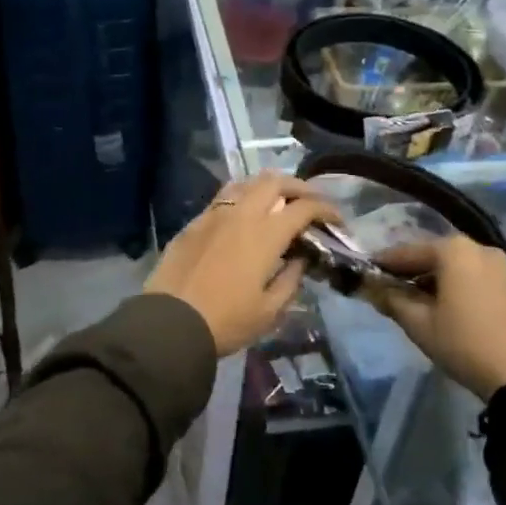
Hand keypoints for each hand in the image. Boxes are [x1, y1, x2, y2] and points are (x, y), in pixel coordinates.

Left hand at [145, 174, 339, 356]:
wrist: (170, 322)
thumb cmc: (226, 321)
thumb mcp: (269, 310)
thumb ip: (290, 279)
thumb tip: (299, 259)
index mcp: (265, 234)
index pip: (303, 208)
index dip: (325, 209)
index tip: (336, 219)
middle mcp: (241, 214)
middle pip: (274, 182)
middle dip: (297, 187)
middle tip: (309, 201)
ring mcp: (213, 215)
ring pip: (245, 183)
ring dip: (267, 186)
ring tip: (276, 202)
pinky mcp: (193, 223)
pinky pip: (222, 198)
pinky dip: (241, 198)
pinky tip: (242, 217)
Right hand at [371, 237, 505, 399]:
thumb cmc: (464, 343)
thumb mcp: (419, 324)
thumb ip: (391, 299)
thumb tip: (370, 287)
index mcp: (453, 250)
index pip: (406, 252)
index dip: (383, 264)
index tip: (365, 275)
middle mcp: (478, 249)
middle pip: (432, 256)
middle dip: (410, 271)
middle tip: (388, 290)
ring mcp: (500, 267)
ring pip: (455, 268)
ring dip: (433, 280)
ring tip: (414, 302)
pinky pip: (474, 279)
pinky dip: (456, 287)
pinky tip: (445, 309)